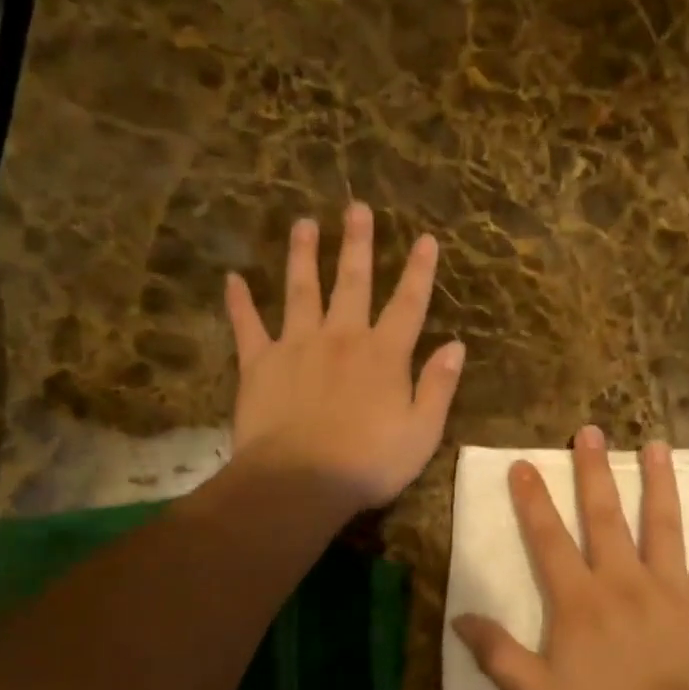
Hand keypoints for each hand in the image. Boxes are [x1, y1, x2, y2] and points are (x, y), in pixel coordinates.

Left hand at [226, 203, 462, 510]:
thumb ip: (439, 386)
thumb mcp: (422, 432)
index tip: (426, 239)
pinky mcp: (260, 363)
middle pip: (353, 282)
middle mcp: (342, 337)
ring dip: (303, 255)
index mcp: (384, 355)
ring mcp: (297, 345)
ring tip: (303, 223)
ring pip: (301, 290)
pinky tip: (233, 279)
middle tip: (356, 208)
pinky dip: (240, 302)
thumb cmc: (369, 463)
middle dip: (357, 244)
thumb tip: (456, 346)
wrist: (300, 482)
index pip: (408, 304)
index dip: (419, 271)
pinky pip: (247, 326)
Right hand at [453, 425, 688, 689]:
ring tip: (658, 446)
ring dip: (659, 483)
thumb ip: (498, 654)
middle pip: (606, 516)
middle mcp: (623, 579)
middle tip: (592, 432)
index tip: (524, 464)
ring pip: (664, 525)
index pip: (549, 538)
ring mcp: (670, 587)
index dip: (534, 500)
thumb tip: (461, 617)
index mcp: (580, 599)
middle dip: (595, 472)